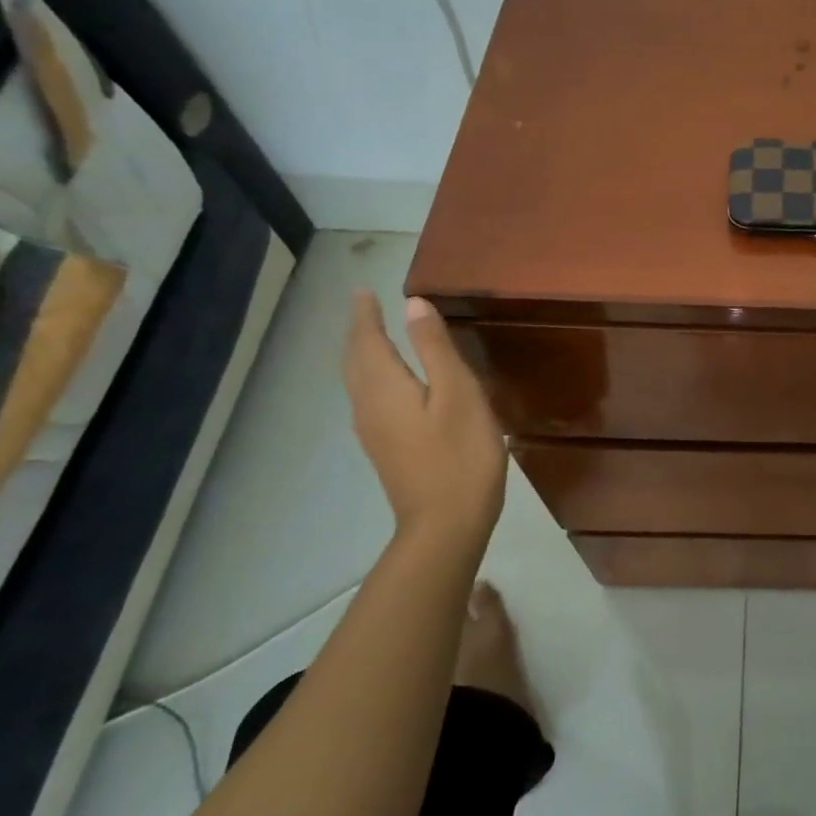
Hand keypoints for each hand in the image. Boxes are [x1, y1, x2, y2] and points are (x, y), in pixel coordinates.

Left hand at [343, 291, 505, 553]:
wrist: (446, 524)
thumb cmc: (460, 455)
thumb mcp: (458, 394)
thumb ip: (435, 349)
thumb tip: (413, 305)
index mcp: (384, 387)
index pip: (367, 340)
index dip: (365, 315)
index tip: (363, 291)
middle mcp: (368, 406)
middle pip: (355, 361)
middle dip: (359, 332)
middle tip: (365, 308)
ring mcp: (373, 431)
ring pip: (358, 382)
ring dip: (362, 354)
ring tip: (374, 337)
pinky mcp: (386, 449)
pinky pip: (368, 399)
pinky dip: (372, 377)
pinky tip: (389, 384)